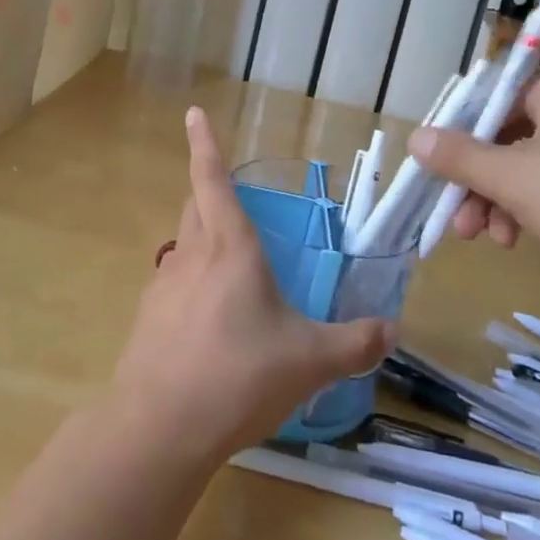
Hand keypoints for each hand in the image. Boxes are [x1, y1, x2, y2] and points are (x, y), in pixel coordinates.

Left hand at [110, 108, 395, 460]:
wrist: (160, 426)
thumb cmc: (238, 376)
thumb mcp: (310, 362)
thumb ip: (354, 343)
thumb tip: (391, 330)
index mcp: (230, 248)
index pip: (212, 179)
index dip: (204, 143)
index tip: (193, 113)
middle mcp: (192, 255)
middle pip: (195, 205)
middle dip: (209, 191)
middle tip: (234, 199)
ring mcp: (164, 285)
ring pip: (184, 244)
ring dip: (204, 241)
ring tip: (234, 271)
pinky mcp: (148, 317)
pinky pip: (175, 284)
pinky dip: (193, 285)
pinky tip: (212, 323)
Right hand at [409, 68, 539, 284]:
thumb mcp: (512, 178)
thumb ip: (459, 157)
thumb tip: (414, 137)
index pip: (488, 104)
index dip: (455, 139)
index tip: (433, 173)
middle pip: (504, 139)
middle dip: (475, 183)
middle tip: (455, 220)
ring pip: (526, 168)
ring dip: (497, 202)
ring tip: (486, 238)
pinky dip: (529, 210)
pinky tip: (517, 240)